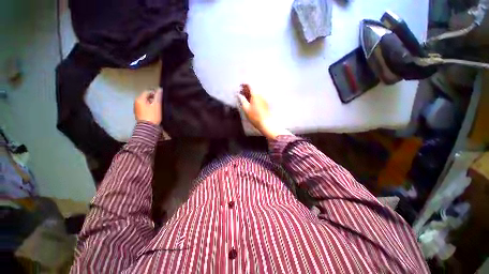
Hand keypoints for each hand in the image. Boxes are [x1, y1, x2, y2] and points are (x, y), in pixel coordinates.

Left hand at [134, 88, 162, 124]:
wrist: (148, 127)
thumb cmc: (152, 115)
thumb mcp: (157, 105)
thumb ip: (158, 96)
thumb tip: (159, 89)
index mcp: (139, 99)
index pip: (147, 92)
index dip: (155, 92)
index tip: (161, 96)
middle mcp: (136, 103)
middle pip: (146, 97)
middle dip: (153, 98)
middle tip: (160, 102)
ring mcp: (137, 109)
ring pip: (145, 103)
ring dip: (151, 103)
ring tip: (158, 107)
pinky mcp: (139, 114)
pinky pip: (144, 108)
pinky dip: (149, 108)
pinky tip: (154, 111)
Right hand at [237, 84, 290, 139]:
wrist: (265, 123)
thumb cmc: (255, 116)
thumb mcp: (246, 108)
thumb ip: (242, 100)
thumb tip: (238, 94)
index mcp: (255, 94)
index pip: (249, 85)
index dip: (243, 85)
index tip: (239, 87)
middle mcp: (260, 94)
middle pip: (253, 88)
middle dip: (246, 89)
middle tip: (240, 93)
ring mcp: (263, 98)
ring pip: (255, 93)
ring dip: (250, 93)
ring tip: (244, 97)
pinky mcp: (265, 103)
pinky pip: (258, 96)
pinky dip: (253, 97)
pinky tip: (250, 101)